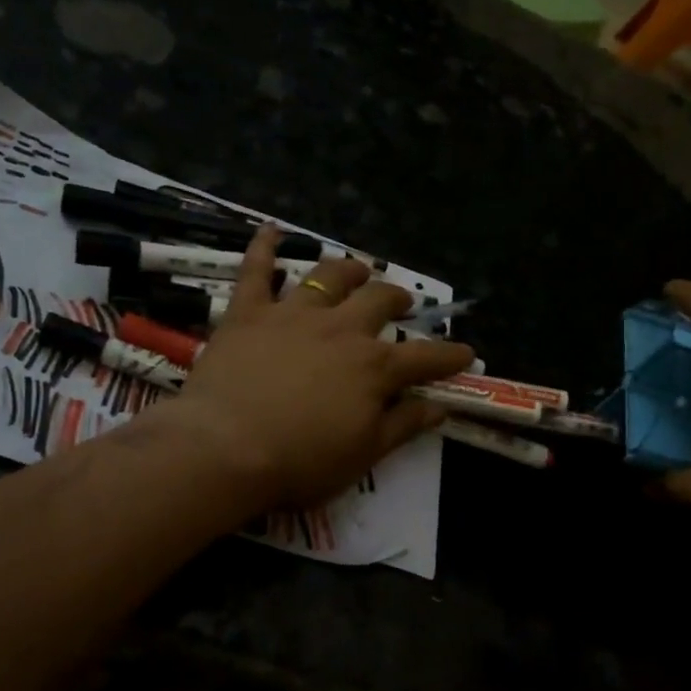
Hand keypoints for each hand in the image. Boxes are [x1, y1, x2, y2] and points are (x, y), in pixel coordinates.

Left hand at [170, 227, 474, 510]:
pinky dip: (264, 247)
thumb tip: (439, 407)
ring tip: (358, 268)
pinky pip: (256, 270)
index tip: (465, 353)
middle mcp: (340, 330)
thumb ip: (403, 425)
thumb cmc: (299, 461)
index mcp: (373, 368)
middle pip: (378, 302)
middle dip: (396, 299)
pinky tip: (270, 229)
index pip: (424, 358)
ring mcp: (293, 315)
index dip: (448, 356)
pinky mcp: (248, 313)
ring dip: (348, 269)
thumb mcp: (363, 454)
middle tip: (402, 302)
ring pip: (328, 277)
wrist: (226, 447)